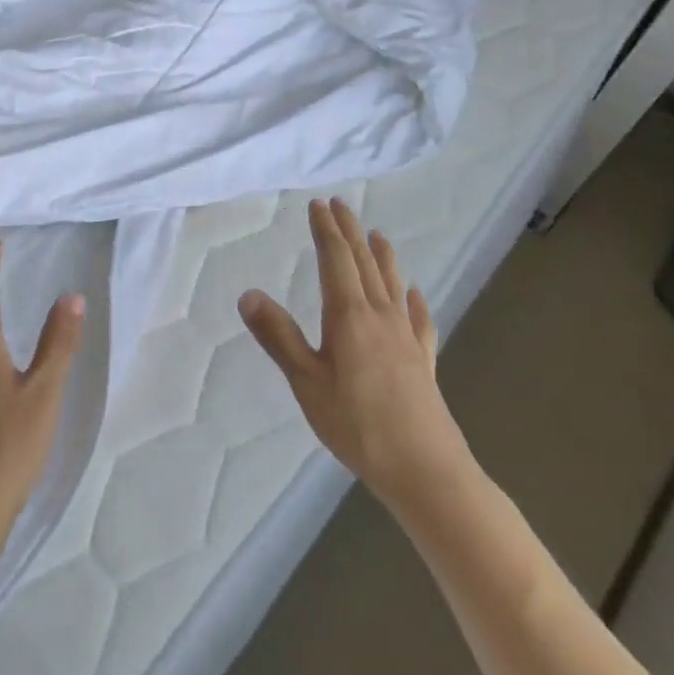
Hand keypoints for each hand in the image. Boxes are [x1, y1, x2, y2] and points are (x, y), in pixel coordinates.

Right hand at [240, 198, 472, 516]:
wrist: (425, 470)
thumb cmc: (357, 425)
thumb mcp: (306, 382)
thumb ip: (278, 336)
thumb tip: (247, 293)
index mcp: (349, 315)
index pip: (336, 259)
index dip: (325, 230)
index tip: (318, 205)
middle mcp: (380, 315)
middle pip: (364, 262)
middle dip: (350, 231)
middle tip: (340, 205)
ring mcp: (406, 337)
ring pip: (392, 284)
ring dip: (382, 255)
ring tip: (376, 234)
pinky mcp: (423, 361)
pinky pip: (419, 319)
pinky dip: (414, 300)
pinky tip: (415, 294)